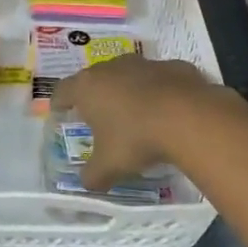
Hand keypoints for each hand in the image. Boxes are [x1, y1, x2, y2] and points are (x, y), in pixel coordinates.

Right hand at [53, 55, 232, 191]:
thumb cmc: (137, 138)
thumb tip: (86, 183)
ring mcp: (145, 63)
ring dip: (128, 90)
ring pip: (128, 74)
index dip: (59, 101)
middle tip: (97, 115)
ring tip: (134, 112)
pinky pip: (159, 78)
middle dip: (95, 95)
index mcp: (88, 87)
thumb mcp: (109, 166)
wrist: (189, 116)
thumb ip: (92, 176)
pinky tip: (167, 110)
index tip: (59, 111)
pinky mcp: (174, 66)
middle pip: (95, 78)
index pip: (63, 90)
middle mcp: (112, 68)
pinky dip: (158, 91)